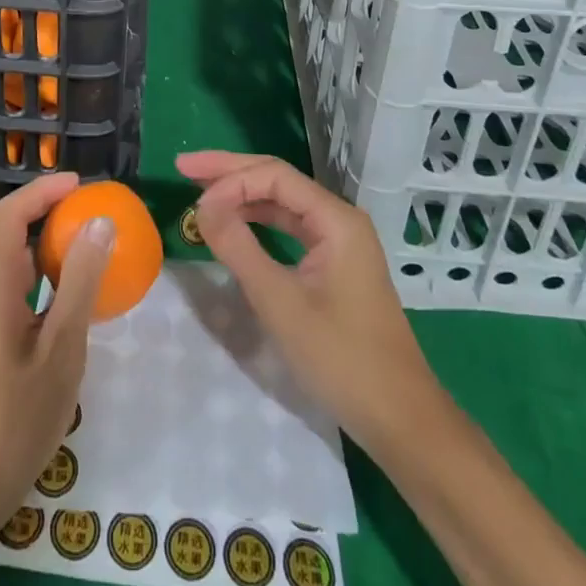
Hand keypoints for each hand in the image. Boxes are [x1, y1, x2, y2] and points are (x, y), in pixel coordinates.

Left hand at [0, 173, 115, 526]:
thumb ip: (80, 283)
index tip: (80, 184)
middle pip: (8, 231)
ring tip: (88, 244)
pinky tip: (71, 295)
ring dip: (46, 244)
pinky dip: (42, 275)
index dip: (42, 191)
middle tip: (91, 211)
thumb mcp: (61, 349)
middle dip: (47, 211)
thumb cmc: (14, 417)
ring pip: (12, 260)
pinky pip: (15, 287)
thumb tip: (100, 223)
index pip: (10, 214)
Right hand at [176, 151, 437, 448]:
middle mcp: (339, 219)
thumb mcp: (280, 302)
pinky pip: (290, 227)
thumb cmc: (341, 358)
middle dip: (230, 172)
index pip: (274, 175)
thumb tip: (202, 204)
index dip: (230, 179)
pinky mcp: (334, 265)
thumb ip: (238, 247)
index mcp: (335, 219)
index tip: (193, 197)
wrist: (400, 419)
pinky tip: (234, 223)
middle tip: (185, 166)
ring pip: (282, 203)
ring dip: (242, 194)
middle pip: (278, 180)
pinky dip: (258, 221)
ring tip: (200, 189)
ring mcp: (339, 242)